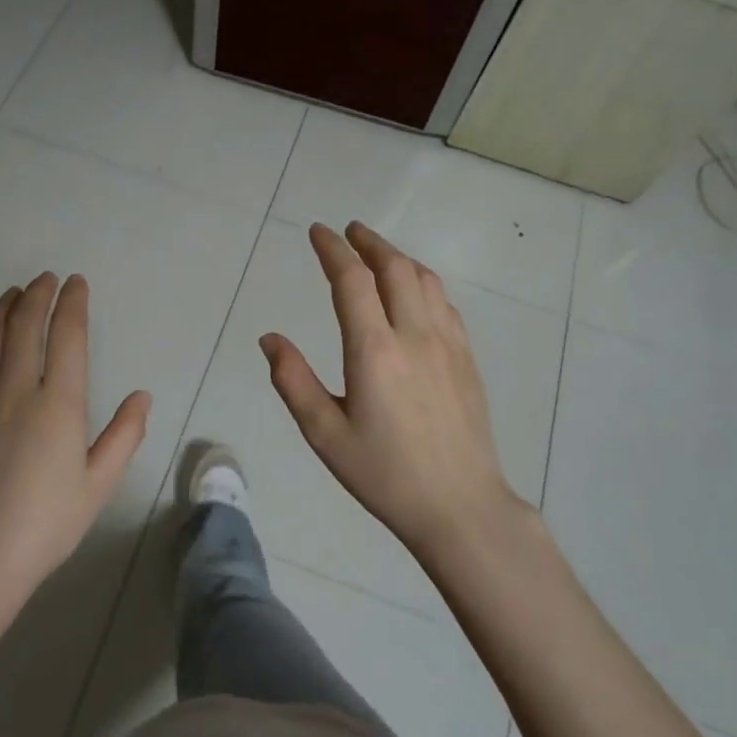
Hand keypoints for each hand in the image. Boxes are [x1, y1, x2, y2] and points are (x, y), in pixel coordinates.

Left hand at [0, 272, 149, 736]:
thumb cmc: (44, 526)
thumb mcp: (98, 485)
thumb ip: (124, 436)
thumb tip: (142, 394)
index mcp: (59, 405)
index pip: (68, 336)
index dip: (72, 304)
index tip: (76, 284)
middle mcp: (15, 389)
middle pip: (26, 325)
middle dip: (38, 294)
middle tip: (45, 280)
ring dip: (4, 306)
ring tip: (14, 292)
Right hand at [260, 222, 517, 559]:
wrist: (460, 506)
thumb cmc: (384, 474)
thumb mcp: (325, 434)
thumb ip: (293, 381)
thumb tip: (270, 339)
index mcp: (374, 351)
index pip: (351, 280)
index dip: (332, 250)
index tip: (318, 232)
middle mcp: (413, 335)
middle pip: (394, 267)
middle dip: (368, 242)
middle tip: (348, 230)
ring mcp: (447, 344)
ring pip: (424, 280)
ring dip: (398, 257)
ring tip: (378, 253)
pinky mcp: (466, 359)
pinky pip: (444, 302)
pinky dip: (423, 282)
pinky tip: (415, 291)